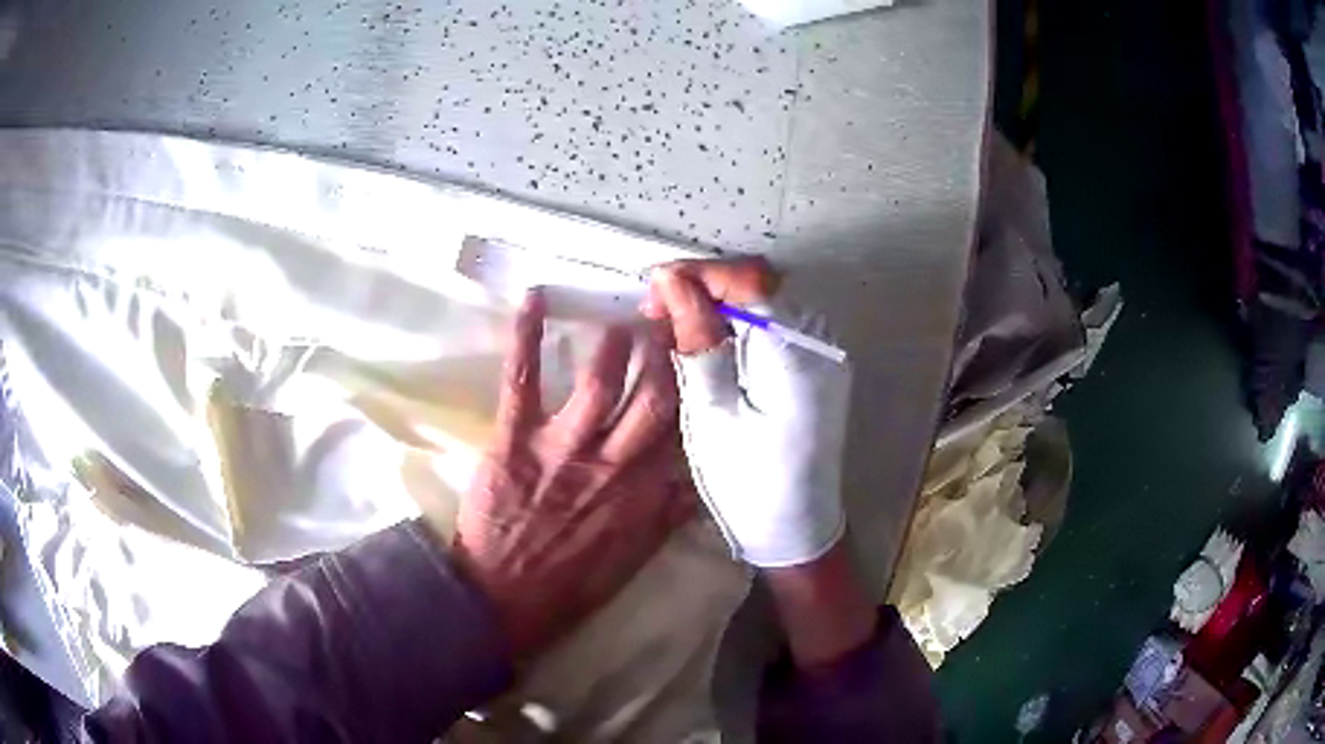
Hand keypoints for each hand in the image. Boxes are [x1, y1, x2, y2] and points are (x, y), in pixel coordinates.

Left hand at [452, 290, 693, 659]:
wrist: (505, 598)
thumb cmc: (572, 582)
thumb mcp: (638, 554)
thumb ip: (671, 512)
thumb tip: (701, 476)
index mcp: (647, 492)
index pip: (687, 428)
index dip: (702, 387)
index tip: (712, 354)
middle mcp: (614, 462)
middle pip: (654, 394)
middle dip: (670, 350)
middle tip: (677, 313)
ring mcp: (563, 446)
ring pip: (601, 379)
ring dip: (617, 341)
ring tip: (627, 314)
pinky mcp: (515, 438)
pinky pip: (523, 377)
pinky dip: (527, 334)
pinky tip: (535, 297)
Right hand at [642, 259, 849, 567]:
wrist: (797, 528)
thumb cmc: (748, 481)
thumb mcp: (711, 413)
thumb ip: (696, 340)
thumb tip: (673, 281)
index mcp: (795, 352)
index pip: (747, 280)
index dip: (697, 274)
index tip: (653, 288)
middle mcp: (819, 341)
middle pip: (761, 283)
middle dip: (706, 285)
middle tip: (659, 307)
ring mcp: (824, 353)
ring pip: (768, 301)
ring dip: (720, 303)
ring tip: (676, 323)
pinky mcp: (818, 367)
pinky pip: (777, 325)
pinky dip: (740, 324)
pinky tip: (710, 342)